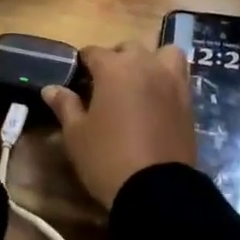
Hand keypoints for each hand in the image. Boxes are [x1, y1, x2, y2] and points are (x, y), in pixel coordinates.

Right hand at [43, 41, 195, 207]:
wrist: (157, 191)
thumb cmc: (108, 158)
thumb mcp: (77, 135)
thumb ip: (65, 105)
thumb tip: (51, 88)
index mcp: (114, 68)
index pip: (93, 52)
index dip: (83, 64)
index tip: (77, 80)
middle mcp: (145, 64)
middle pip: (128, 48)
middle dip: (115, 59)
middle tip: (105, 86)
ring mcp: (171, 80)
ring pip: (161, 53)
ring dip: (150, 61)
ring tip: (139, 83)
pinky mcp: (188, 100)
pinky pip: (178, 76)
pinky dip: (167, 79)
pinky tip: (157, 100)